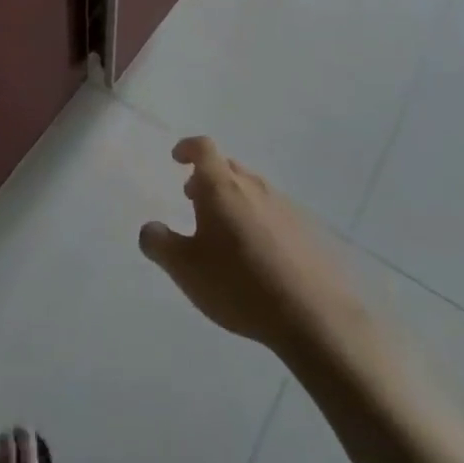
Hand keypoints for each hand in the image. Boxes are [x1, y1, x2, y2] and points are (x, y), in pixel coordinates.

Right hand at [140, 136, 370, 358]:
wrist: (313, 315)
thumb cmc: (239, 284)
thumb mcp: (185, 269)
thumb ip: (159, 244)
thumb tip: (150, 228)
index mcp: (221, 186)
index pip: (203, 148)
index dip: (188, 148)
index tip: (177, 158)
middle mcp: (253, 185)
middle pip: (227, 167)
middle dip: (207, 177)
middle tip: (194, 200)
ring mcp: (283, 205)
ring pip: (251, 189)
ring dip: (233, 199)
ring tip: (224, 232)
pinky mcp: (306, 229)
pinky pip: (273, 212)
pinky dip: (257, 220)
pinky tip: (257, 254)